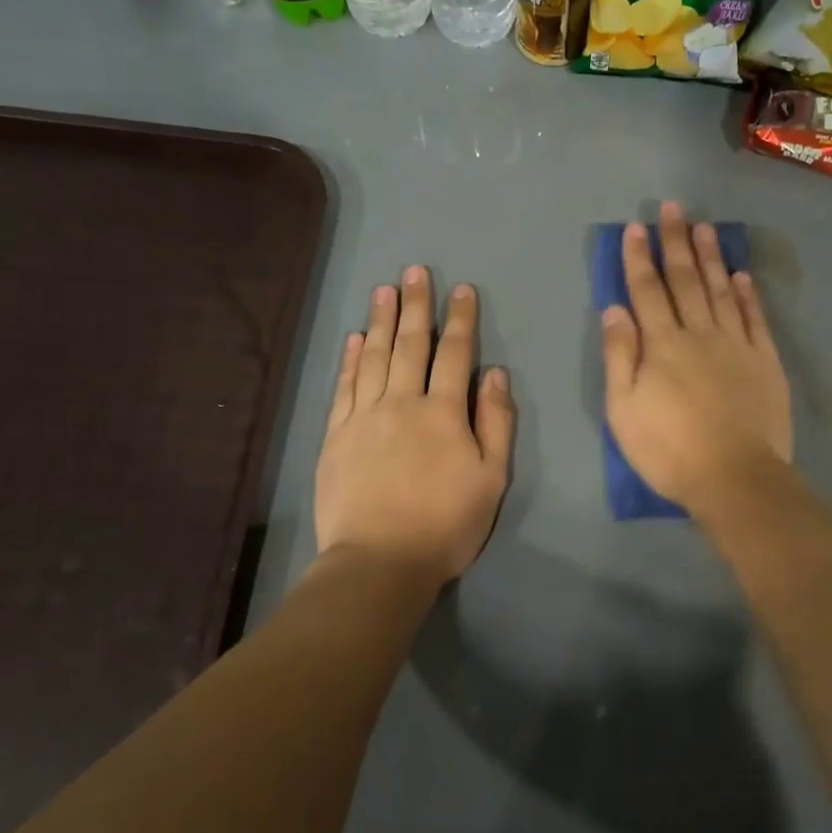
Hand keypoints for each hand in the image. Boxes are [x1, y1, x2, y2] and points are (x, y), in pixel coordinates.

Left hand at [315, 267, 514, 586]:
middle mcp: (401, 402)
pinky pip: (344, 386)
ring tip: (384, 290)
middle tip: (415, 271)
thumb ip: (496, 422)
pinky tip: (354, 338)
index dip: (460, 319)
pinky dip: (350, 359)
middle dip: (415, 305)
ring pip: (373, 357)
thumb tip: (494, 373)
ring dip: (380, 321)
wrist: (379, 561)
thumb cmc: (446, 524)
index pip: (455, 354)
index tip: (462, 290)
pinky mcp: (336, 435)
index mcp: (443, 412)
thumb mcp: (492, 478)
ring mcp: (363, 416)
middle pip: (410, 344)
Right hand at [601, 202, 791, 518]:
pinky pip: (756, 318)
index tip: (635, 228)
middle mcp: (700, 333)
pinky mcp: (765, 362)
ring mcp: (737, 345)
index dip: (638, 258)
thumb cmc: (668, 449)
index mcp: (662, 344)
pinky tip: (743, 275)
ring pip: (722, 290)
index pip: (647, 290)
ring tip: (705, 228)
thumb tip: (614, 308)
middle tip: (673, 209)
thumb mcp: (624, 409)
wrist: (734, 477)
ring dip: (711, 257)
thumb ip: (619, 355)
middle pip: (686, 280)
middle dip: (676, 242)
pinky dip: (749, 295)